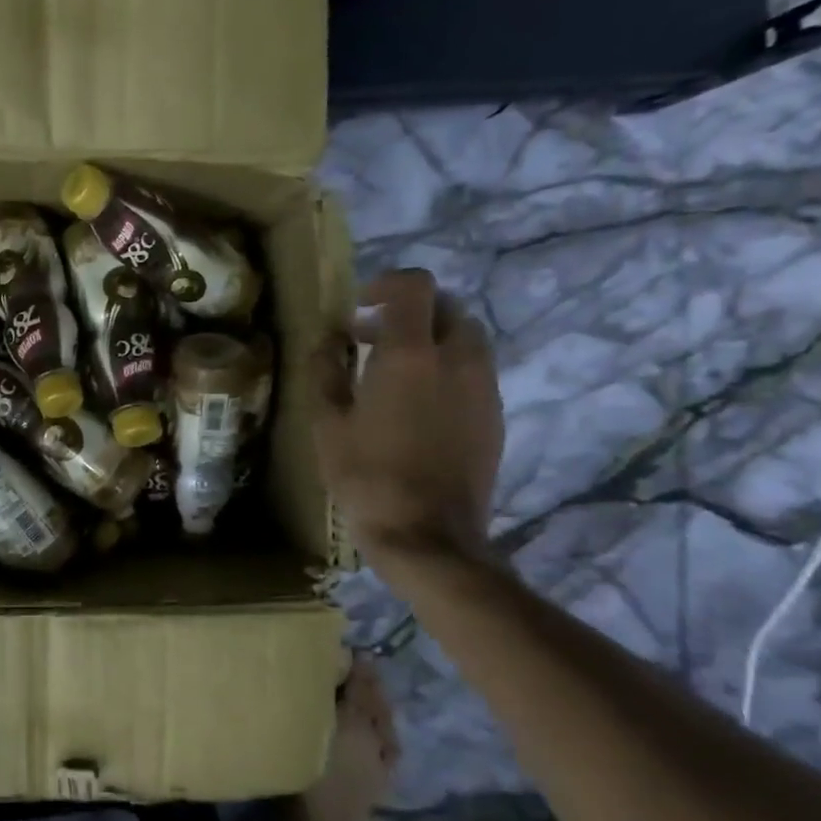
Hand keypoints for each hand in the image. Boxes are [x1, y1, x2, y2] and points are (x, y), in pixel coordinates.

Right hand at [311, 269, 502, 564]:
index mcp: (412, 354)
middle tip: (371, 338)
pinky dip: (447, 369)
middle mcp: (458, 359)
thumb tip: (329, 340)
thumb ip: (325, 370)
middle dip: (410, 312)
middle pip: (447, 307)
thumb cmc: (367, 476)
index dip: (386, 284)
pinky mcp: (495, 416)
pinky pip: (475, 372)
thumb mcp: (327, 423)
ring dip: (431, 340)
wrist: (427, 537)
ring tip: (394, 372)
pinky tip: (418, 405)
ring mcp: (484, 388)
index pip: (415, 286)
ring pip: (466, 339)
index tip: (359, 306)